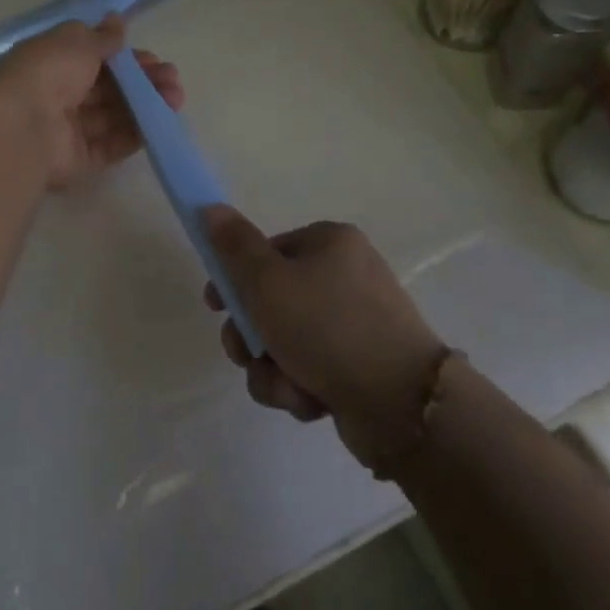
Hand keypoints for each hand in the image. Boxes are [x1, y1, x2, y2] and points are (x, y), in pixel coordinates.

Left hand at [0, 16, 182, 190]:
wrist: (22, 128)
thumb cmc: (48, 73)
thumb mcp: (77, 41)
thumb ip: (102, 37)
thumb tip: (116, 20)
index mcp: (53, 63)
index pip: (96, 60)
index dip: (127, 59)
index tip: (154, 59)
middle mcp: (60, 96)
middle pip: (109, 90)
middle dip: (143, 83)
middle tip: (172, 80)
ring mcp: (69, 131)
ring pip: (114, 117)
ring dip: (146, 106)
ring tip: (175, 100)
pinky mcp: (79, 160)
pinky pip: (111, 145)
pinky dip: (135, 135)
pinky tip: (159, 124)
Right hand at [202, 208, 447, 465]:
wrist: (400, 402)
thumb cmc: (326, 328)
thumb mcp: (268, 282)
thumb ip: (234, 247)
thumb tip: (209, 207)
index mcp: (330, 243)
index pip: (267, 252)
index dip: (235, 281)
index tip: (216, 307)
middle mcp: (346, 276)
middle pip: (272, 302)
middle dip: (252, 337)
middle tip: (246, 355)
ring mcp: (356, 322)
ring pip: (286, 342)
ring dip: (273, 369)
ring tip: (287, 386)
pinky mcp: (361, 365)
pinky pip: (311, 369)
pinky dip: (301, 386)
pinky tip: (312, 401)